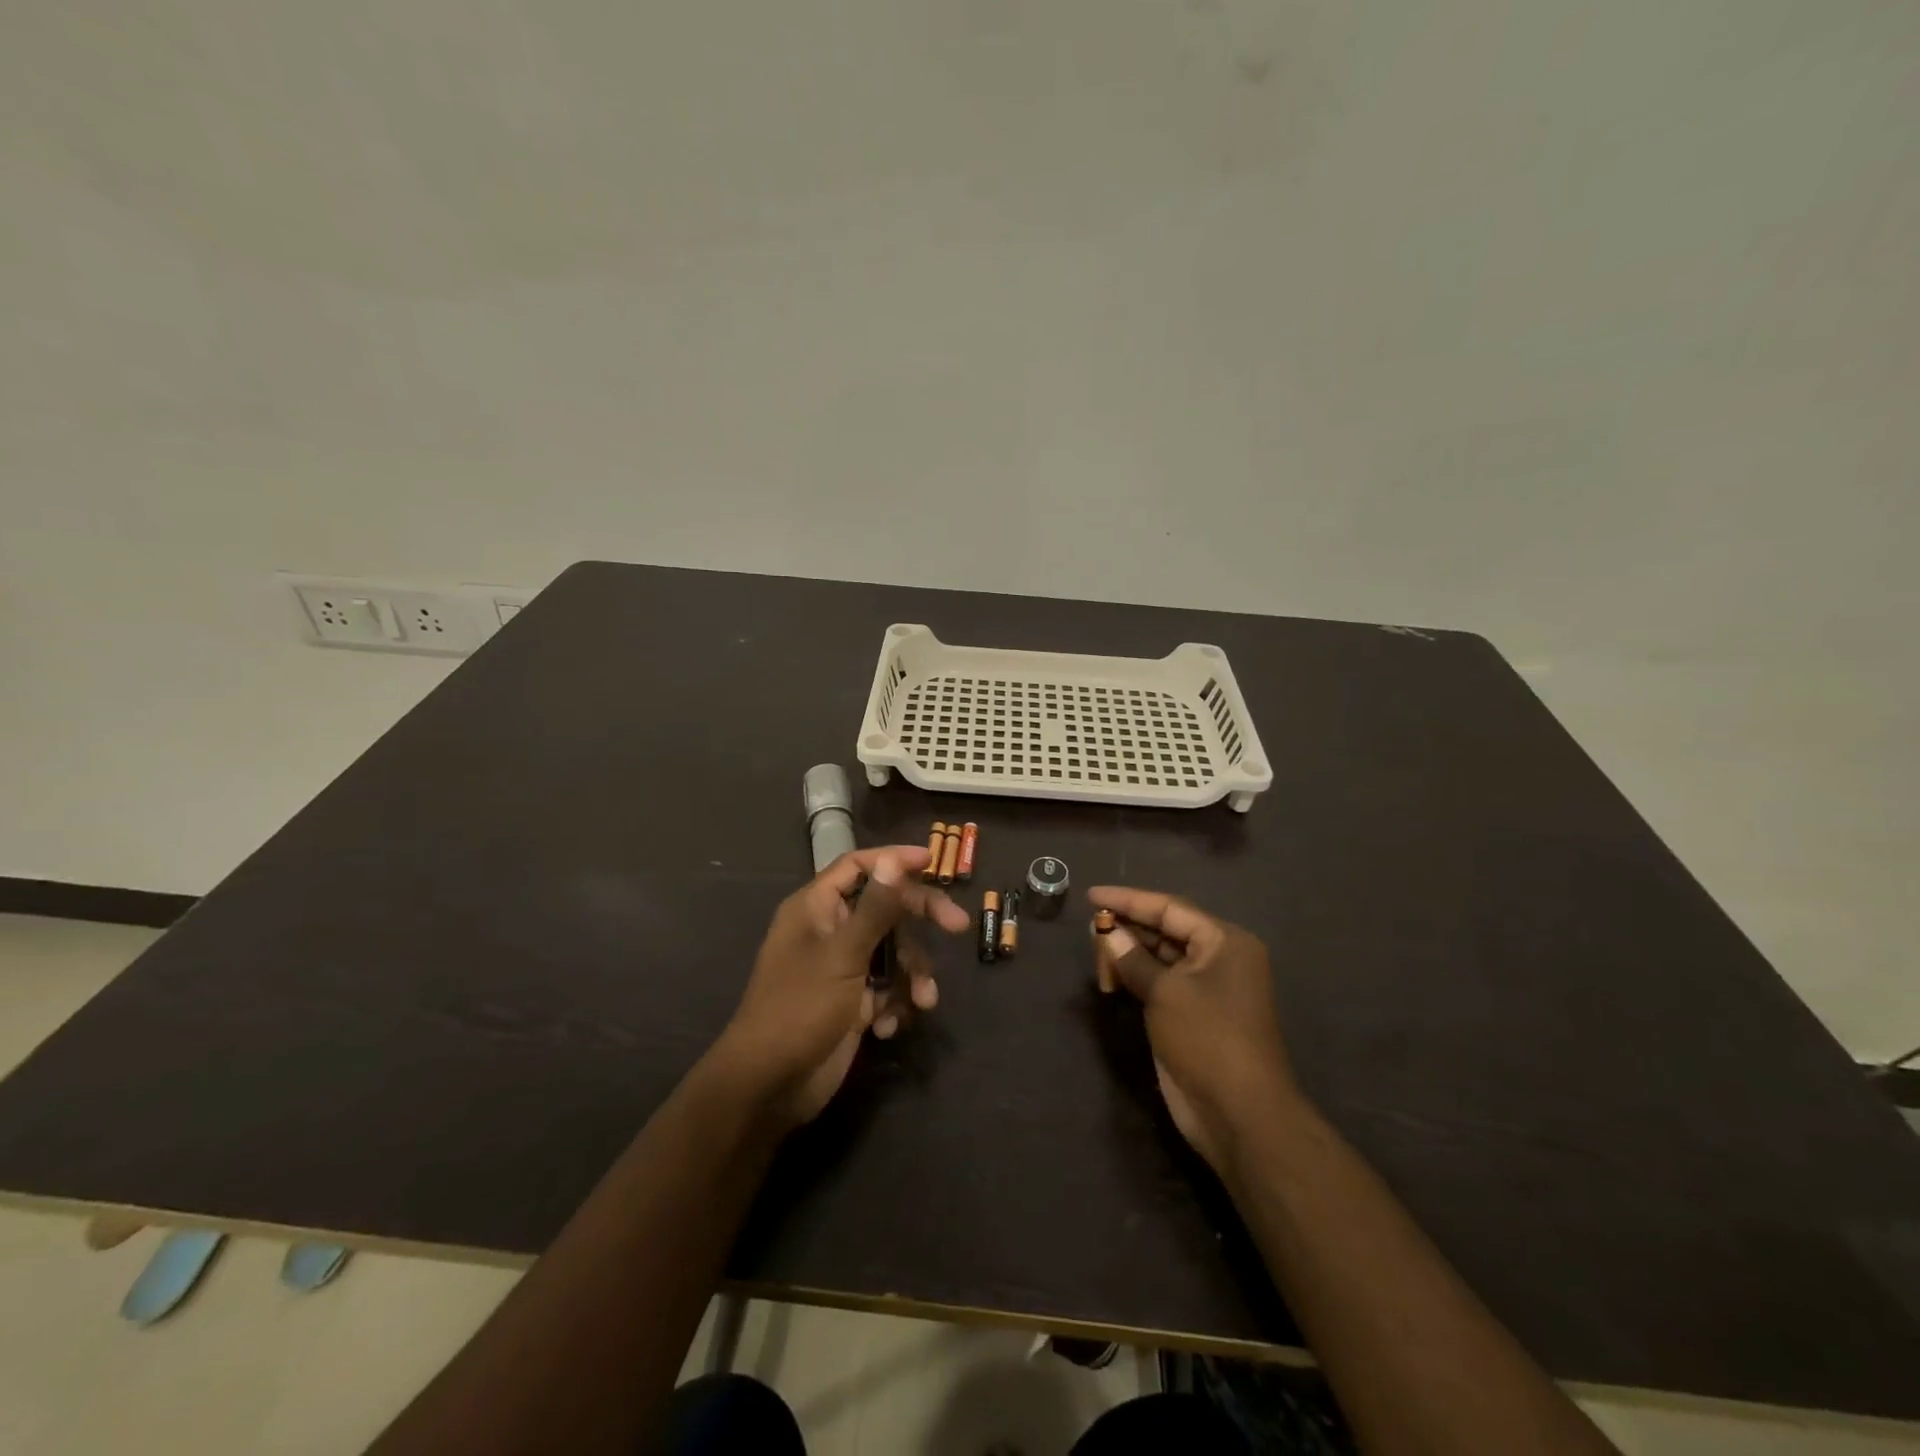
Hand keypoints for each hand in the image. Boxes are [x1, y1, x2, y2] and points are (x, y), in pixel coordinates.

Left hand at [718, 845, 968, 1128]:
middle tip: (958, 926)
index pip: (858, 866)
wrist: (770, 1086)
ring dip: (913, 974)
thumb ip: (875, 909)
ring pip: (893, 951)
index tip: (932, 861)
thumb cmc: (800, 1008)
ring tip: (923, 1001)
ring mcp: (842, 967)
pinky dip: (897, 1002)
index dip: (894, 860)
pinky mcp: (853, 1001)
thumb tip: (894, 860)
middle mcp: (830, 930)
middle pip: (885, 907)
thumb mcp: (843, 955)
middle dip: (919, 919)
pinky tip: (889, 1027)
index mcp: (816, 908)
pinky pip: (888, 987)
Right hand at [1089, 887, 1300, 1173]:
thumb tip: (1106, 932)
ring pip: (1161, 957)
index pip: (1170, 908)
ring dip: (1128, 954)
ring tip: (1097, 955)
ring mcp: (1207, 989)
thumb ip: (1133, 958)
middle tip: (1090, 930)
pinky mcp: (1193, 1015)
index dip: (1128, 899)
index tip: (1091, 895)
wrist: (1239, 1113)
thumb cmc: (1207, 1038)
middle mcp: (1220, 959)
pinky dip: (1136, 977)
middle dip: (1127, 928)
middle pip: (1166, 930)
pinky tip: (1111, 977)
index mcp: (1224, 942)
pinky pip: (1160, 983)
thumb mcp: (1166, 991)